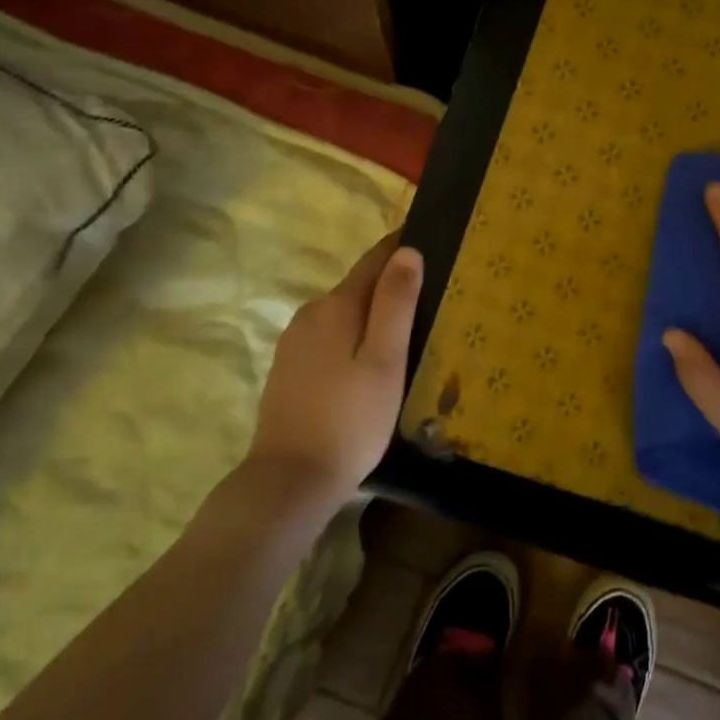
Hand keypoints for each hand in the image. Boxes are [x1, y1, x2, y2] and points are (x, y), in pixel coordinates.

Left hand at [246, 234, 422, 505]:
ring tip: (405, 332)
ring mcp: (294, 341)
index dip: (402, 247)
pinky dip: (352, 338)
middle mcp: (311, 313)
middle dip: (390, 284)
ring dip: (371, 314)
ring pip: (343, 314)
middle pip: (358, 286)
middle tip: (430, 297)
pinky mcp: (288, 368)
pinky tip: (367, 363)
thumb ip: (396, 303)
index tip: (432, 240)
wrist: (290, 479)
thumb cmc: (351, 419)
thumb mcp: (385, 360)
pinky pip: (328, 337)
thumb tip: (407, 251)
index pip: (375, 259)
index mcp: (337, 305)